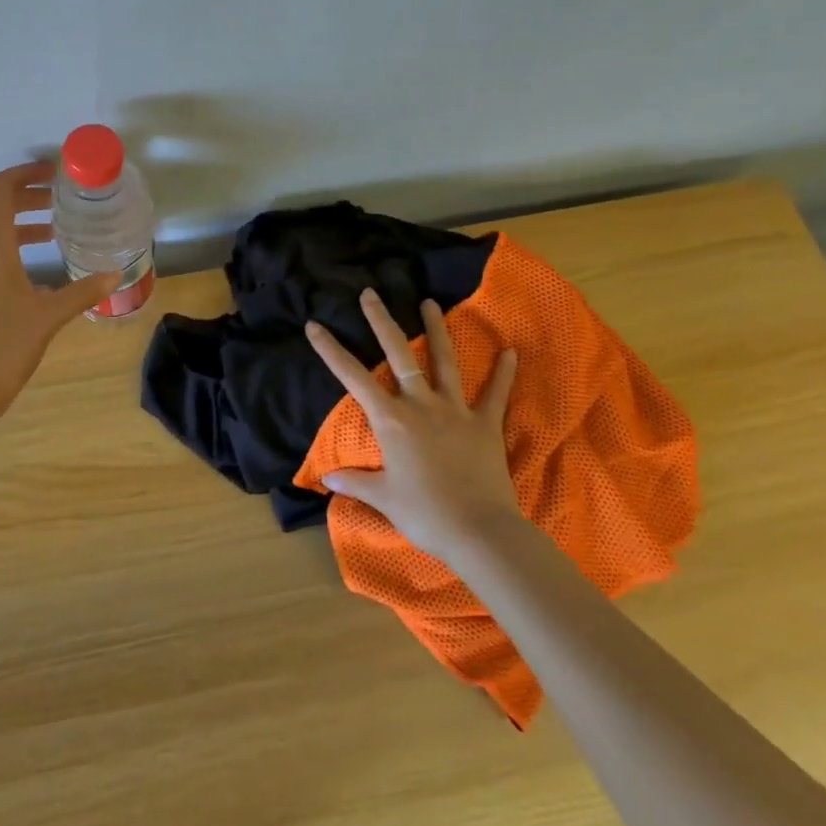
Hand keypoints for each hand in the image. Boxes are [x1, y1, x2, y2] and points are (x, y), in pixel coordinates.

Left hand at [0, 162, 118, 423]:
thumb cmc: (4, 347)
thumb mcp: (49, 317)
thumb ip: (82, 292)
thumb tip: (115, 275)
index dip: (24, 173)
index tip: (53, 174)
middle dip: (25, 197)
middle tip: (58, 201)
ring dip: (17, 225)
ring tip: (52, 234)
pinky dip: (8, 249)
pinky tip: (32, 275)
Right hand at [305, 288, 521, 562]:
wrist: (480, 532)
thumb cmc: (425, 514)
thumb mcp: (384, 498)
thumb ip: (355, 482)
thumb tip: (326, 478)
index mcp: (391, 420)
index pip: (353, 377)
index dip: (331, 350)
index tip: (314, 324)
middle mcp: (420, 405)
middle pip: (398, 353)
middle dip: (381, 321)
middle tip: (370, 293)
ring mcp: (455, 410)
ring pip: (444, 361)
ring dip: (436, 330)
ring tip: (430, 303)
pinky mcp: (485, 424)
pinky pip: (495, 394)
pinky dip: (503, 373)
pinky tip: (510, 352)